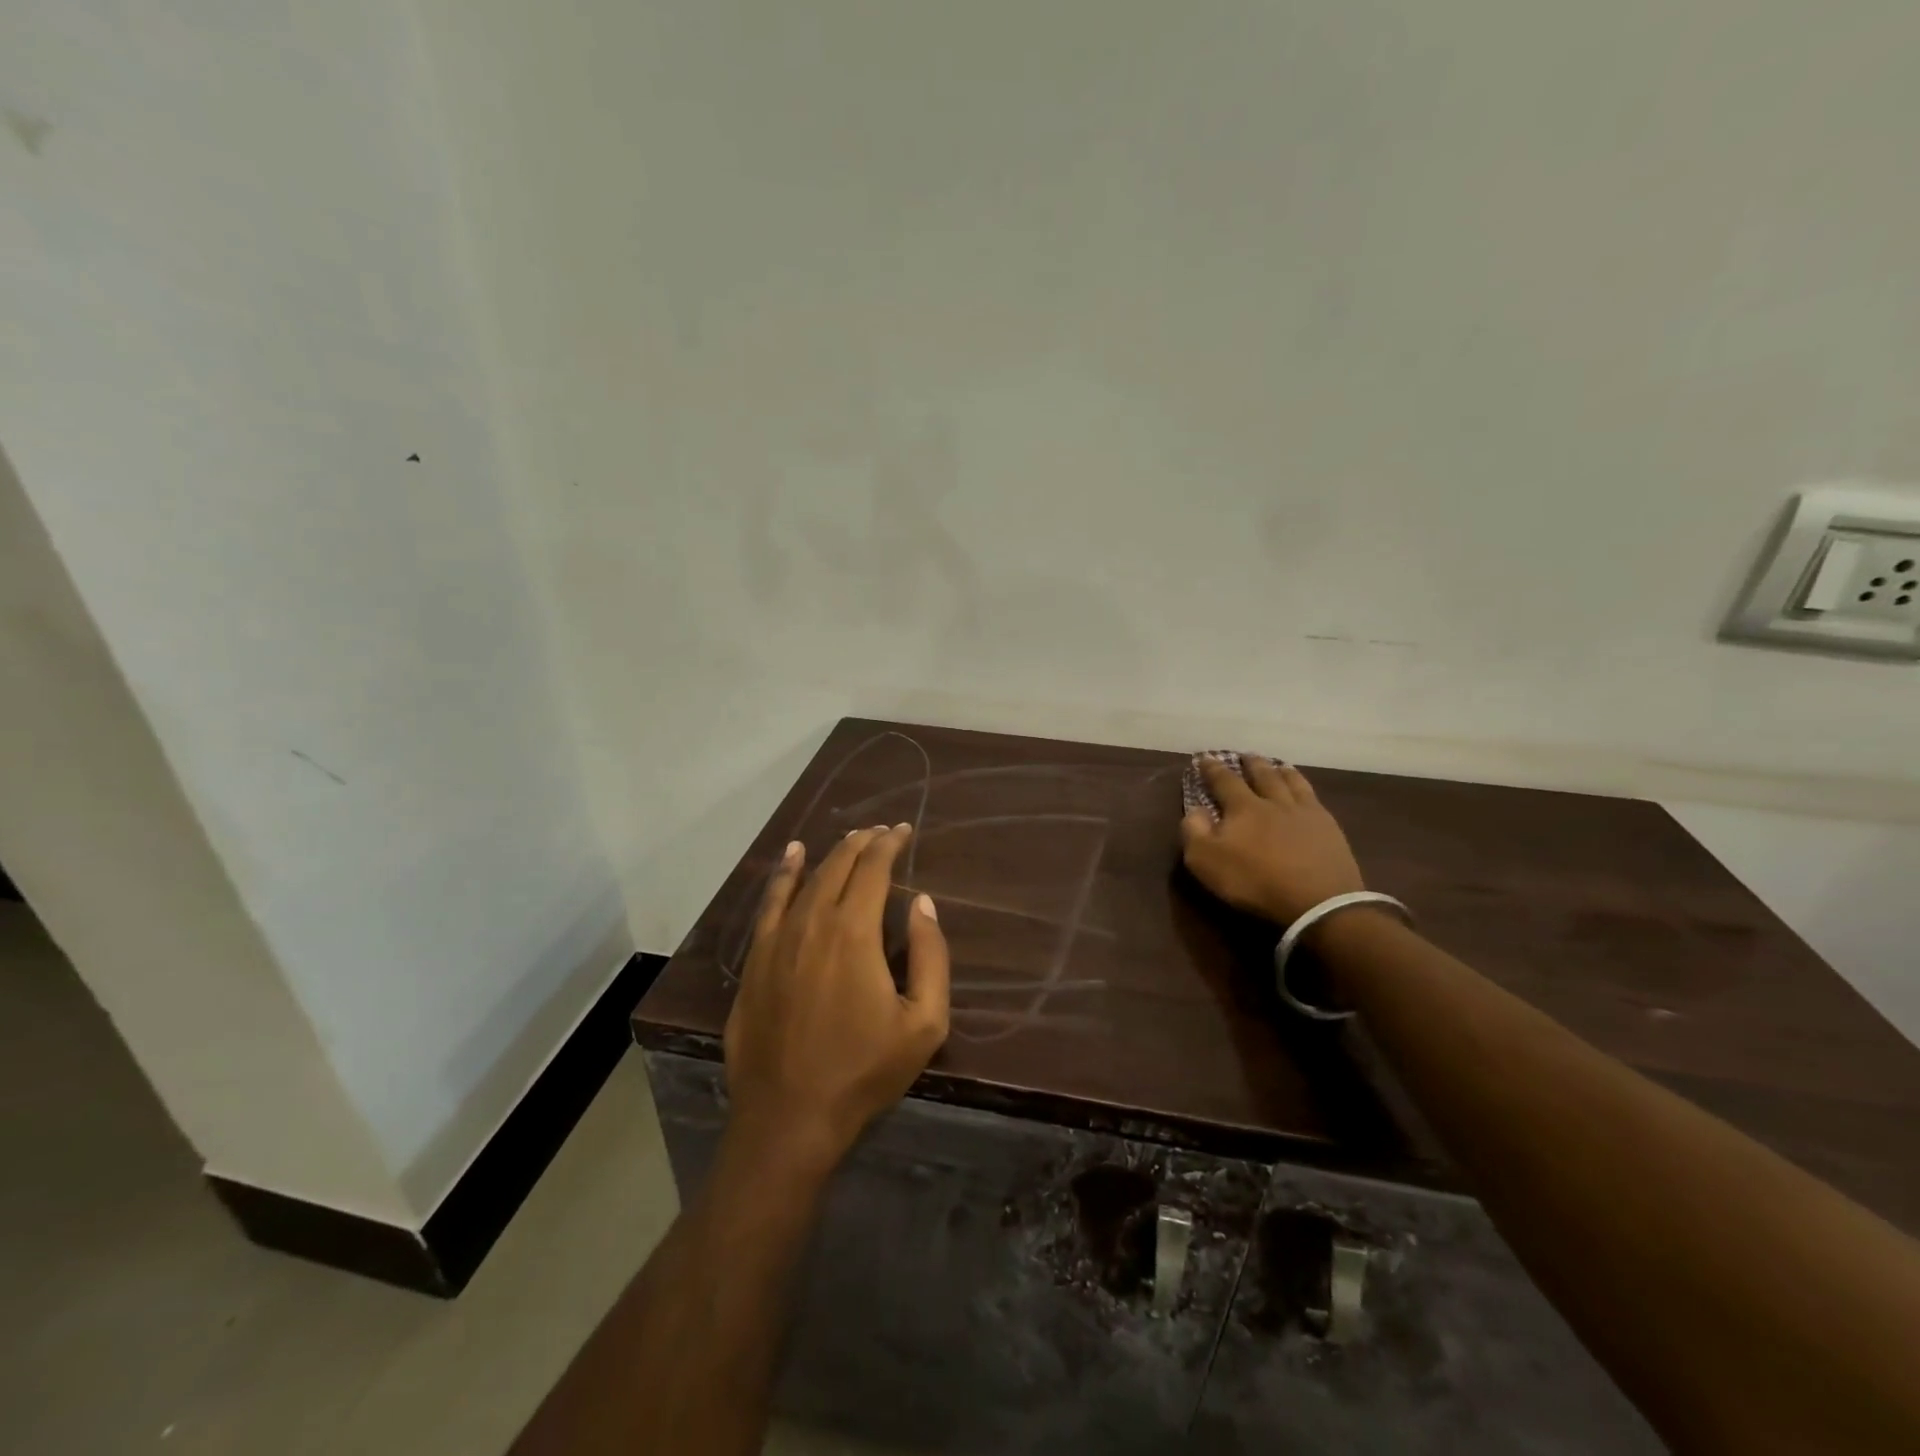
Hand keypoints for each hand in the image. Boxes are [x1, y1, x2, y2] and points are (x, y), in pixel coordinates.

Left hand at [724, 825, 950, 1171]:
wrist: (789, 1117)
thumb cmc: (864, 1071)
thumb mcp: (923, 1023)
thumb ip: (930, 956)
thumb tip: (922, 903)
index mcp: (854, 932)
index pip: (873, 869)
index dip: (890, 844)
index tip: (904, 831)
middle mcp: (813, 922)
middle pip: (839, 866)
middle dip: (863, 843)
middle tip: (882, 833)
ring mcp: (778, 939)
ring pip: (806, 879)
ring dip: (831, 854)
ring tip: (849, 839)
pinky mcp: (756, 959)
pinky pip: (771, 902)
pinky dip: (784, 874)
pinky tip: (792, 857)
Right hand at [1180, 756, 1364, 924]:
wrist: (1316, 901)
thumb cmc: (1255, 881)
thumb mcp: (1206, 861)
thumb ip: (1194, 831)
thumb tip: (1194, 809)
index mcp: (1243, 808)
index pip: (1224, 781)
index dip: (1213, 769)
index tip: (1205, 758)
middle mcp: (1274, 802)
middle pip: (1262, 775)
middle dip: (1251, 764)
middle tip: (1246, 755)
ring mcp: (1305, 813)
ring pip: (1291, 782)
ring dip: (1281, 771)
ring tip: (1277, 764)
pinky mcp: (1329, 828)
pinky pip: (1314, 798)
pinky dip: (1304, 787)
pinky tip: (1306, 791)